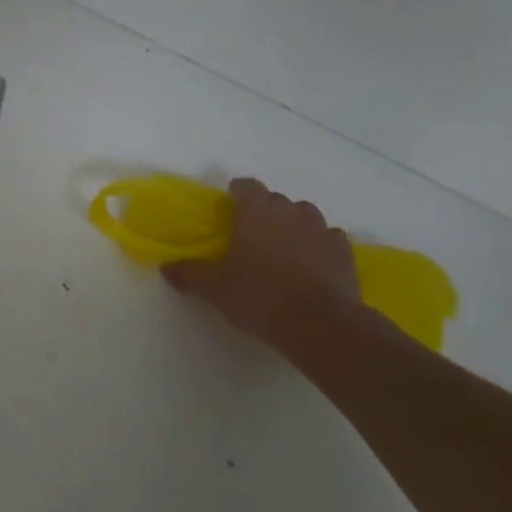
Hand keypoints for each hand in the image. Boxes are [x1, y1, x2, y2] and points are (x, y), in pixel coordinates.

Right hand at [163, 177, 358, 346]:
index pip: (247, 186)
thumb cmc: (259, 296)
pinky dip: (318, 244)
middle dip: (263, 210)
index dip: (237, 193)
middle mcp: (290, 213)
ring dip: (293, 224)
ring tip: (282, 247)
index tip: (228, 207)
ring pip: (305, 215)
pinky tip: (311, 263)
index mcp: (256, 213)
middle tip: (249, 235)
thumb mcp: (214, 288)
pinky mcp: (344, 253)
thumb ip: (189, 274)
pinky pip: (328, 238)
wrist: (321, 325)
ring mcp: (322, 231)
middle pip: (275, 199)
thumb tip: (167, 268)